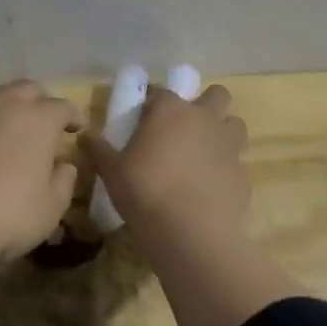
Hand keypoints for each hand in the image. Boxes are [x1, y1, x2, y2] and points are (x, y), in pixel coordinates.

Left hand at [0, 81, 83, 265]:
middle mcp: (4, 103)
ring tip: (0, 126)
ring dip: (1, 106)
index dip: (73, 116)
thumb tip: (65, 166)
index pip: (64, 107)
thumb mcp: (49, 210)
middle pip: (27, 90)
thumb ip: (63, 183)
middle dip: (38, 103)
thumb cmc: (4, 215)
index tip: (76, 129)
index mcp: (39, 120)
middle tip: (39, 123)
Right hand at [84, 85, 250, 237]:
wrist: (190, 233)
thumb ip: (99, 151)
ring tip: (203, 154)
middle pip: (216, 95)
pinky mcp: (243, 175)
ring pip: (235, 125)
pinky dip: (225, 171)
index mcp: (171, 110)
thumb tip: (83, 137)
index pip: (161, 92)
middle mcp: (204, 119)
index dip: (152, 103)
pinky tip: (210, 190)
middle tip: (186, 127)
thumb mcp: (111, 172)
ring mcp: (229, 146)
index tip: (143, 119)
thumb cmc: (145, 191)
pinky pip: (236, 164)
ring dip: (223, 133)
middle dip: (205, 104)